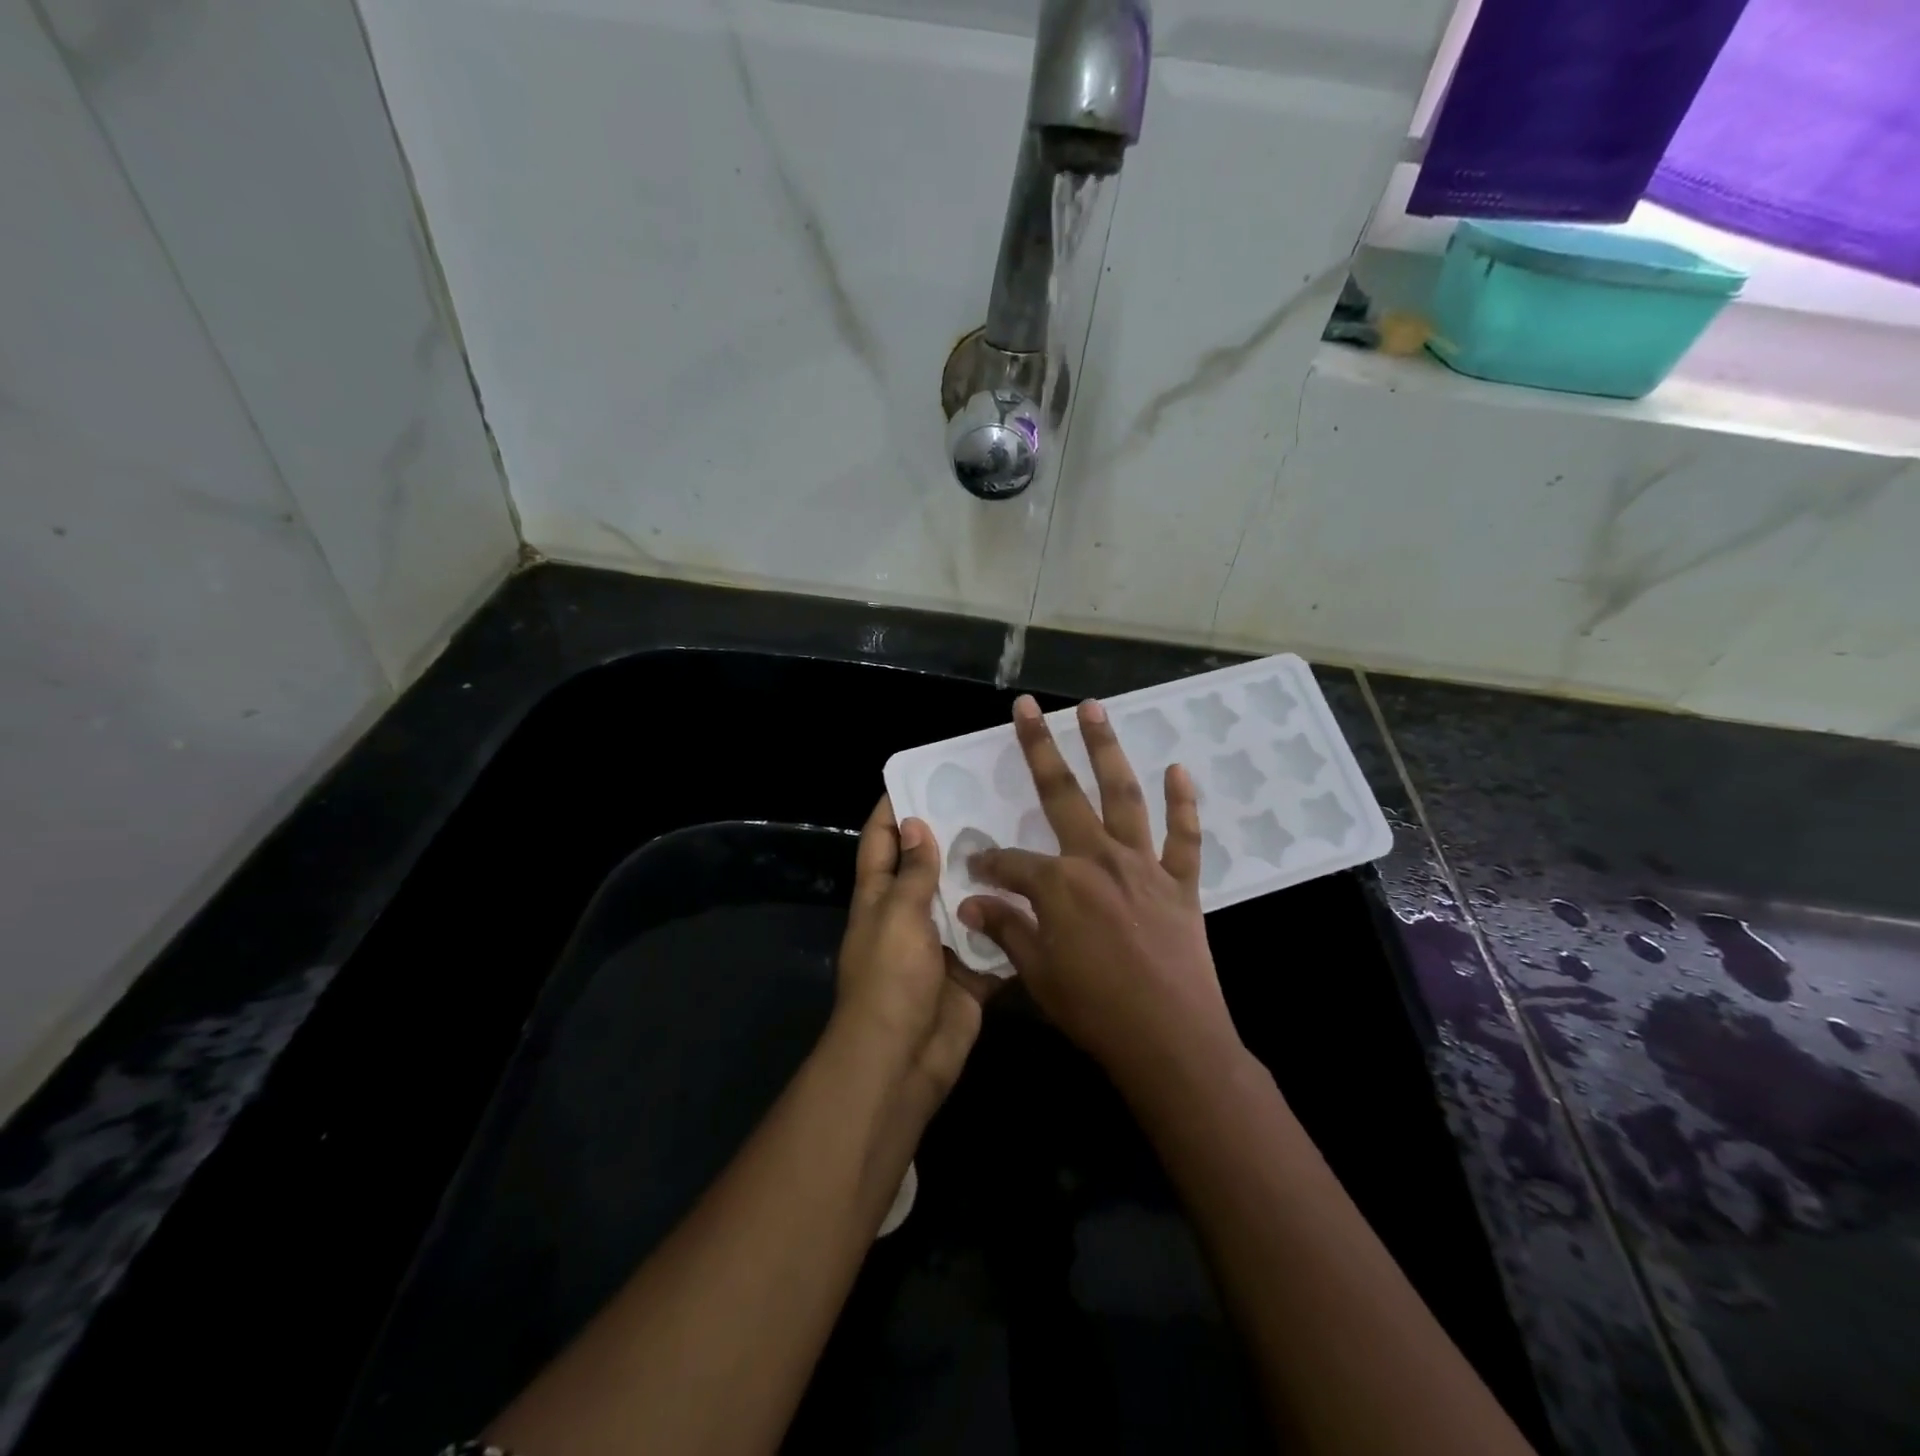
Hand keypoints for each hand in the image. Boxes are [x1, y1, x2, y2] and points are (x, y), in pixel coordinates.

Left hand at [835, 796, 995, 1103]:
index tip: (922, 776)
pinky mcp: (970, 972)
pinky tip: (1042, 895)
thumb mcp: (897, 915)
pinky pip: (992, 942)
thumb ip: (913, 872)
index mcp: (880, 896)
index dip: (893, 808)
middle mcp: (909, 915)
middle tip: (991, 800)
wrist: (904, 1058)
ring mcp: (941, 944)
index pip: (880, 841)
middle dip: (953, 837)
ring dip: (987, 878)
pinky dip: (1010, 926)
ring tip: (1024, 836)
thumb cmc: (890, 978)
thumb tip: (913, 823)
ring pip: (965, 901)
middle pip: (929, 867)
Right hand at [956, 695, 1239, 1088]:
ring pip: (1123, 795)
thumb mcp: (1038, 974)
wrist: (1172, 1041)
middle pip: (1062, 794)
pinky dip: (1183, 803)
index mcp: (1058, 884)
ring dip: (1106, 750)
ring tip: (1093, 709)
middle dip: (1039, 748)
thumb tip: (971, 904)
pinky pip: (1184, 836)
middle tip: (1027, 708)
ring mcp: (1143, 866)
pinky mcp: (1180, 883)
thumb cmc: (1096, 1010)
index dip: (988, 865)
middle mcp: (1098, 859)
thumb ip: (1006, 929)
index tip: (975, 869)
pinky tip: (1178, 769)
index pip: (1009, 863)